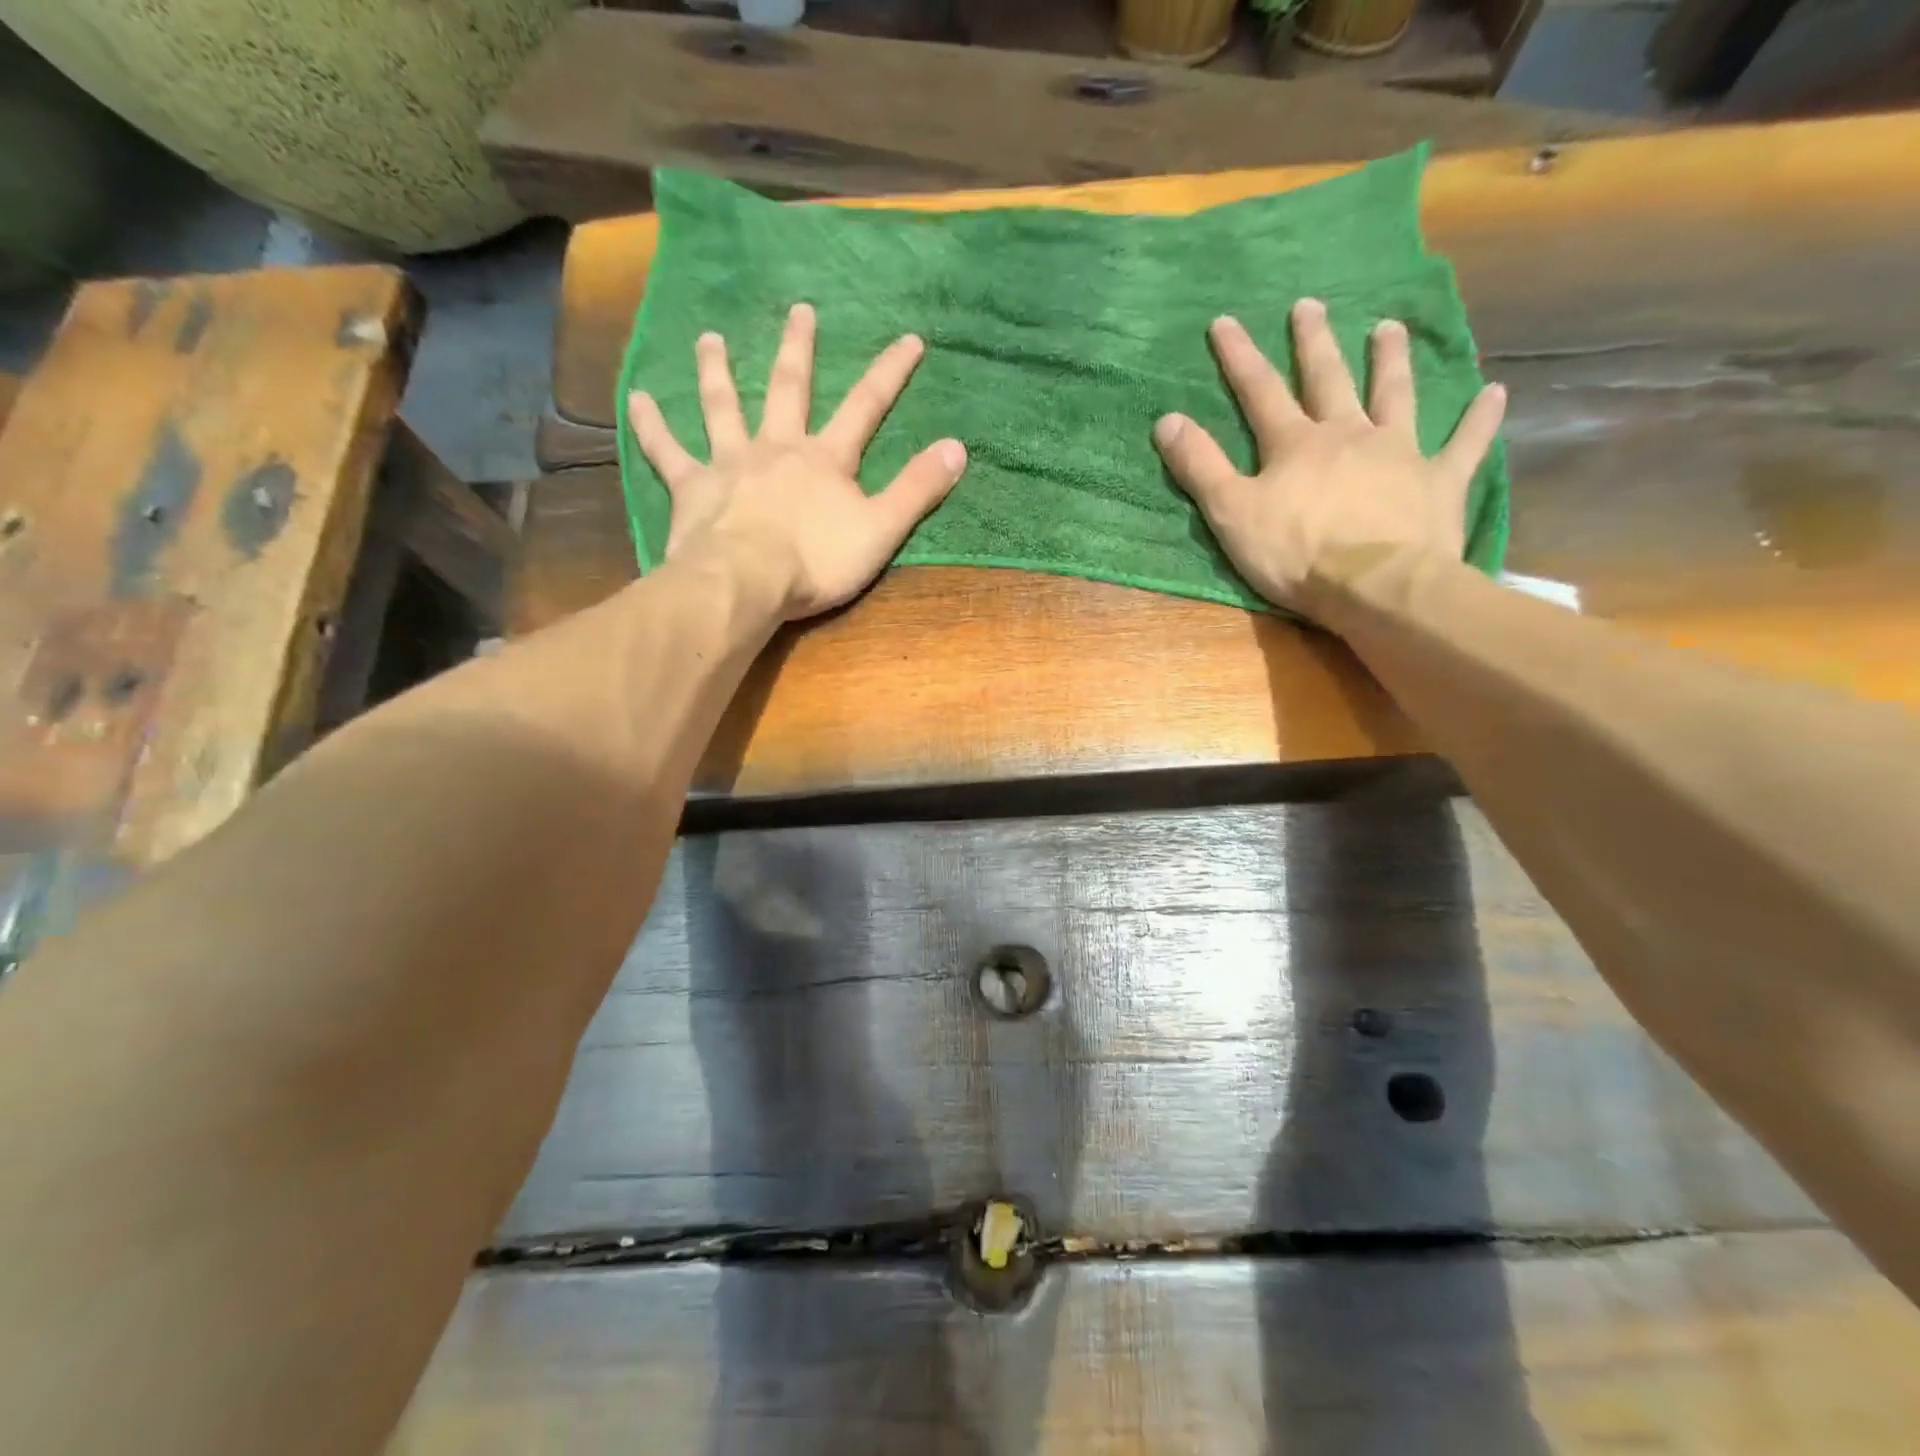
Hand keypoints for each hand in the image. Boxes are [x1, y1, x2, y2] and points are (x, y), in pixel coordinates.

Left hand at [627, 303, 966, 620]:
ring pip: (723, 406)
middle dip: (799, 349)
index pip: (865, 407)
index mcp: (825, 459)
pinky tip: (635, 397)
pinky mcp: (693, 486)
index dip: (889, 373)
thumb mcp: (881, 530)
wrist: (746, 582)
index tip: (909, 338)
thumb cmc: (817, 562)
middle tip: (799, 310)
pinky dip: (650, 423)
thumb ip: (917, 489)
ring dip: (717, 370)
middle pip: (789, 388)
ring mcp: (731, 463)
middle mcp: (777, 447)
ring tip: (710, 338)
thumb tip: (958, 447)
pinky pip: (667, 449)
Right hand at [1153, 298, 1505, 613]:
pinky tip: (1494, 392)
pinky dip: (1479, 419)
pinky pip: (1464, 444)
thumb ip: (1200, 467)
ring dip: (1391, 361)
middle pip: (1328, 380)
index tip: (1225, 321)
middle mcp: (1348, 434)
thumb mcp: (1231, 514)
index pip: (1260, 392)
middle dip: (1314, 342)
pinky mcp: (1439, 482)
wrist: (1376, 585)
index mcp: (1296, 445)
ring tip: (1389, 327)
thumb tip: (1165, 420)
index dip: (1239, 358)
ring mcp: (1398, 453)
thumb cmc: (1295, 554)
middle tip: (1310, 305)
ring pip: (1395, 396)